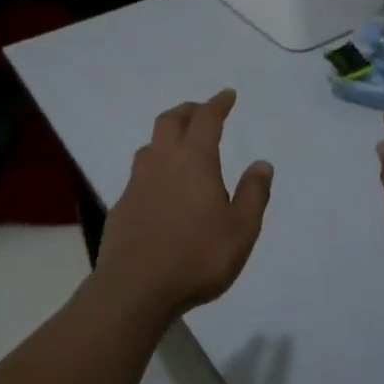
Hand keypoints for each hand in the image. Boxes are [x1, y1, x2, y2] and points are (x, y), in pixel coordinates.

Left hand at [96, 89, 273, 321]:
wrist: (135, 288)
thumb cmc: (197, 256)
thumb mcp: (241, 229)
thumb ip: (253, 194)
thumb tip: (261, 163)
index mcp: (195, 161)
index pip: (206, 119)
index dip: (217, 103)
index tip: (227, 95)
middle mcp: (162, 162)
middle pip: (170, 121)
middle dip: (188, 111)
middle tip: (201, 112)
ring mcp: (137, 183)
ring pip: (150, 145)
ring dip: (166, 136)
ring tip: (180, 145)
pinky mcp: (121, 205)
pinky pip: (139, 173)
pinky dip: (154, 167)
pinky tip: (160, 187)